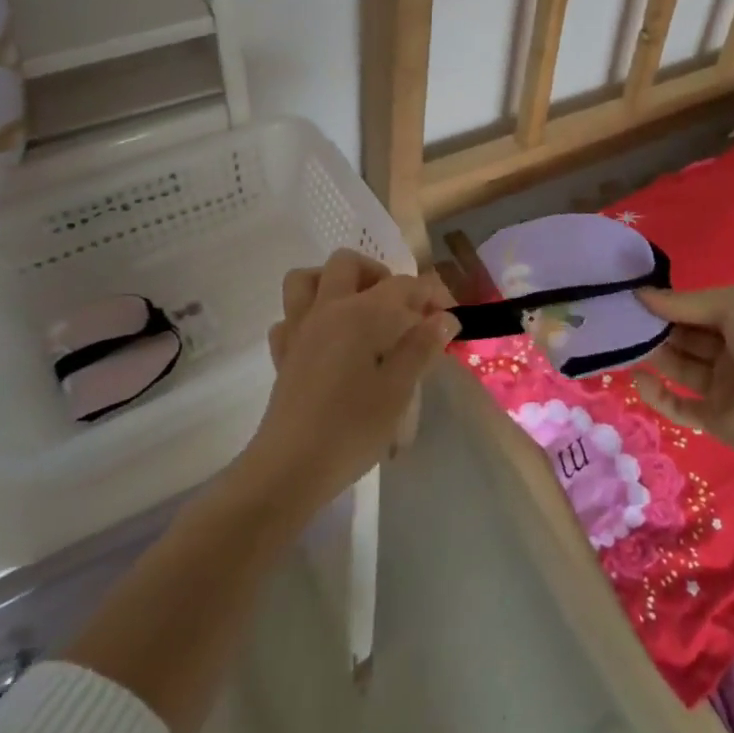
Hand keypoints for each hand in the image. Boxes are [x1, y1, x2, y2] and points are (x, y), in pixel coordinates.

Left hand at [239, 250, 457, 512]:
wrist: (290, 468)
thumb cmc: (352, 429)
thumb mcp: (398, 390)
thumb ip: (421, 348)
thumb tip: (444, 318)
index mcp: (361, 314)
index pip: (404, 285)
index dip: (432, 294)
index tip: (450, 317)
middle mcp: (328, 309)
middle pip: (348, 264)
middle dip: (378, 275)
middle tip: (400, 309)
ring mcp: (299, 330)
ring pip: (306, 279)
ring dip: (333, 283)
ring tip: (359, 310)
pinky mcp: (283, 355)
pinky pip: (289, 318)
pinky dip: (307, 317)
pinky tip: (326, 341)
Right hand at [630, 285, 733, 465]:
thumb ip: (687, 302)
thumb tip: (642, 294)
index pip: (696, 308)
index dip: (667, 302)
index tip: (632, 296)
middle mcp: (732, 351)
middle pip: (685, 336)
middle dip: (655, 327)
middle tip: (620, 320)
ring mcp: (723, 387)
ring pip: (679, 366)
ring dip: (652, 355)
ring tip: (622, 344)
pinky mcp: (714, 419)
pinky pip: (679, 405)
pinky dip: (657, 394)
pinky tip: (639, 379)